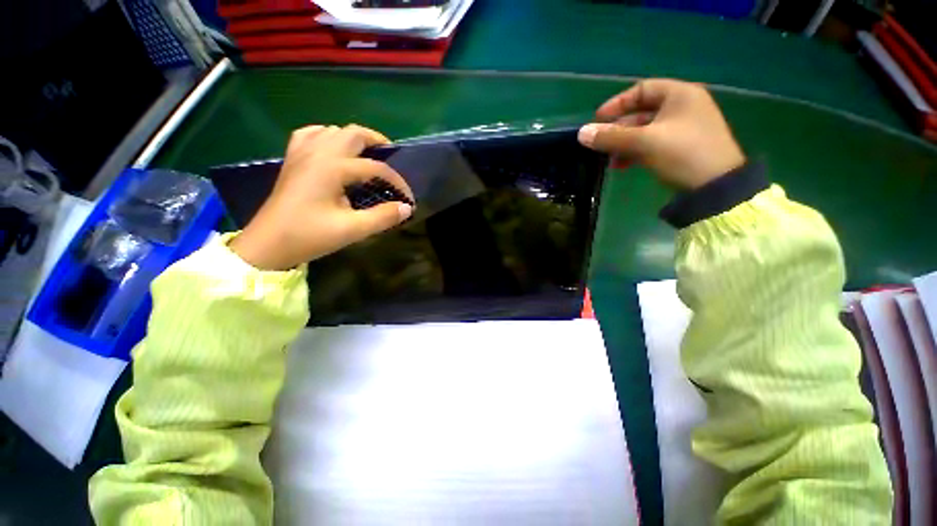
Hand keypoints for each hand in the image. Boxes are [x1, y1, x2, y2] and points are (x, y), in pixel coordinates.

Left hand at [229, 124, 413, 270]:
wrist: (268, 244)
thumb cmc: (309, 236)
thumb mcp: (352, 230)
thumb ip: (383, 217)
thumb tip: (406, 208)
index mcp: (332, 168)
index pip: (375, 168)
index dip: (396, 181)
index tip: (408, 198)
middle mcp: (317, 153)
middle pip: (353, 133)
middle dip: (377, 142)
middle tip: (392, 158)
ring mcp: (302, 153)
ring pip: (333, 130)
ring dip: (354, 138)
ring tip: (368, 155)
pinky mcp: (292, 160)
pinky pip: (311, 135)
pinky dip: (327, 137)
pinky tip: (334, 149)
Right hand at [578, 79, 744, 189]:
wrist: (716, 186)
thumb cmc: (682, 153)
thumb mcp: (644, 142)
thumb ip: (611, 137)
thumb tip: (581, 134)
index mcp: (679, 95)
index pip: (642, 89)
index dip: (617, 103)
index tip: (597, 119)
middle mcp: (683, 106)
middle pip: (641, 112)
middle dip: (618, 129)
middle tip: (600, 144)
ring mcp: (683, 128)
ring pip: (644, 130)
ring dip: (624, 144)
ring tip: (610, 160)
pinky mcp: (681, 147)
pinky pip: (652, 143)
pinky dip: (635, 152)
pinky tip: (623, 166)